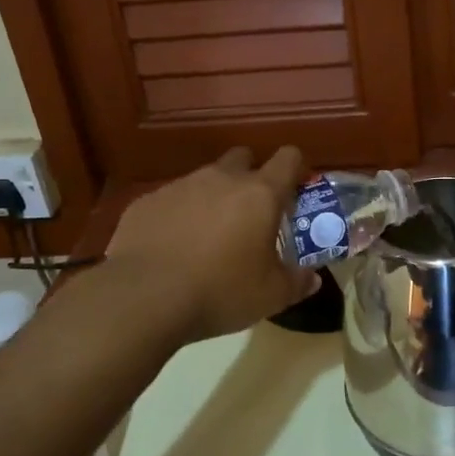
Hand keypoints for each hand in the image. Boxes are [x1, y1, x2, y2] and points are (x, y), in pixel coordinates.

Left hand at [107, 147, 320, 342]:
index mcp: (259, 194)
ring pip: (204, 179)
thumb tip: (312, 278)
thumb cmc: (219, 291)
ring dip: (212, 198)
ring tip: (208, 237)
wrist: (142, 297)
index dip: (296, 168)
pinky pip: (171, 200)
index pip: (288, 158)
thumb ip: (296, 282)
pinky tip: (172, 248)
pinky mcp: (146, 202)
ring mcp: (179, 186)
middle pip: (243, 158)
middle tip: (251, 214)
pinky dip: (178, 216)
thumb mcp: (270, 296)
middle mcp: (220, 179)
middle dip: (250, 177)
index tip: (296, 190)